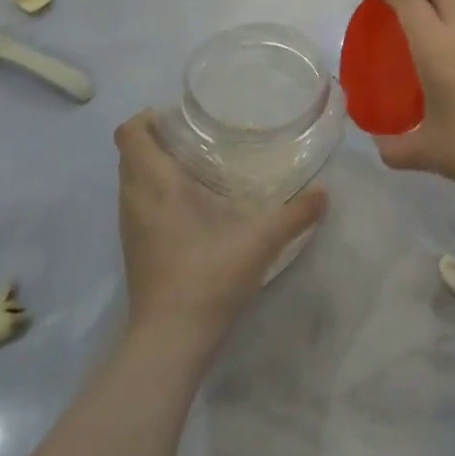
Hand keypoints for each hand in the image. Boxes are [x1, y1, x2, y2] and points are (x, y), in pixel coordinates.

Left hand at [113, 111, 328, 341]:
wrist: (171, 339)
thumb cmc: (209, 275)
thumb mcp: (262, 239)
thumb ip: (296, 213)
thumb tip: (325, 191)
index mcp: (157, 184)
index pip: (130, 134)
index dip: (149, 118)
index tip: (181, 116)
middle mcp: (135, 199)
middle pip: (129, 153)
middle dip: (156, 138)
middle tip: (197, 135)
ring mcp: (131, 227)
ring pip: (131, 180)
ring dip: (154, 165)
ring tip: (196, 164)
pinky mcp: (135, 249)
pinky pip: (137, 203)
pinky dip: (155, 192)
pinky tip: (191, 204)